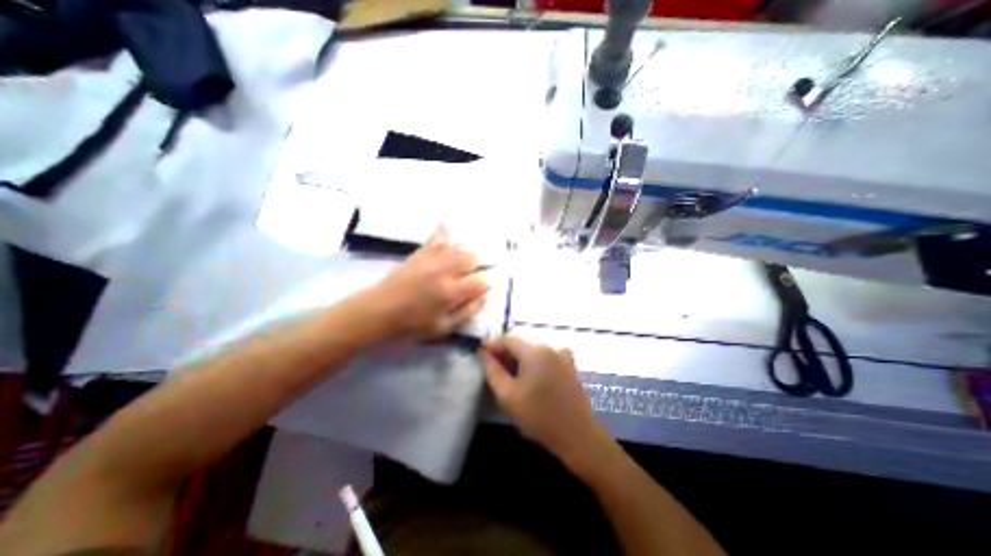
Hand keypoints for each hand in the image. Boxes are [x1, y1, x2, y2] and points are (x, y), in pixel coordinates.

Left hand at [367, 229, 485, 339]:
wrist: (378, 311)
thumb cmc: (412, 325)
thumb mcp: (443, 328)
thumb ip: (466, 312)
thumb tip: (484, 298)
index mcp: (452, 292)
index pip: (480, 282)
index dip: (486, 283)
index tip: (484, 288)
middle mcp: (444, 271)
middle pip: (471, 258)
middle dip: (479, 263)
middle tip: (476, 271)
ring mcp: (431, 260)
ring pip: (457, 248)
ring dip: (467, 251)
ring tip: (469, 256)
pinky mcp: (419, 254)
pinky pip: (435, 239)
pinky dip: (443, 232)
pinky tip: (446, 225)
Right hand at [479, 334, 612, 473]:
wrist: (577, 436)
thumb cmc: (539, 417)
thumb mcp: (508, 396)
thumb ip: (492, 371)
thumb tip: (482, 352)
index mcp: (535, 352)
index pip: (508, 339)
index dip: (493, 345)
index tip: (481, 354)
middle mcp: (550, 348)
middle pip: (521, 345)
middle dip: (506, 354)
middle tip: (494, 370)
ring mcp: (563, 356)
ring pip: (533, 352)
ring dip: (519, 360)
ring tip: (511, 378)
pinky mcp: (570, 366)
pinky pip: (546, 358)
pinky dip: (534, 364)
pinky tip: (530, 380)